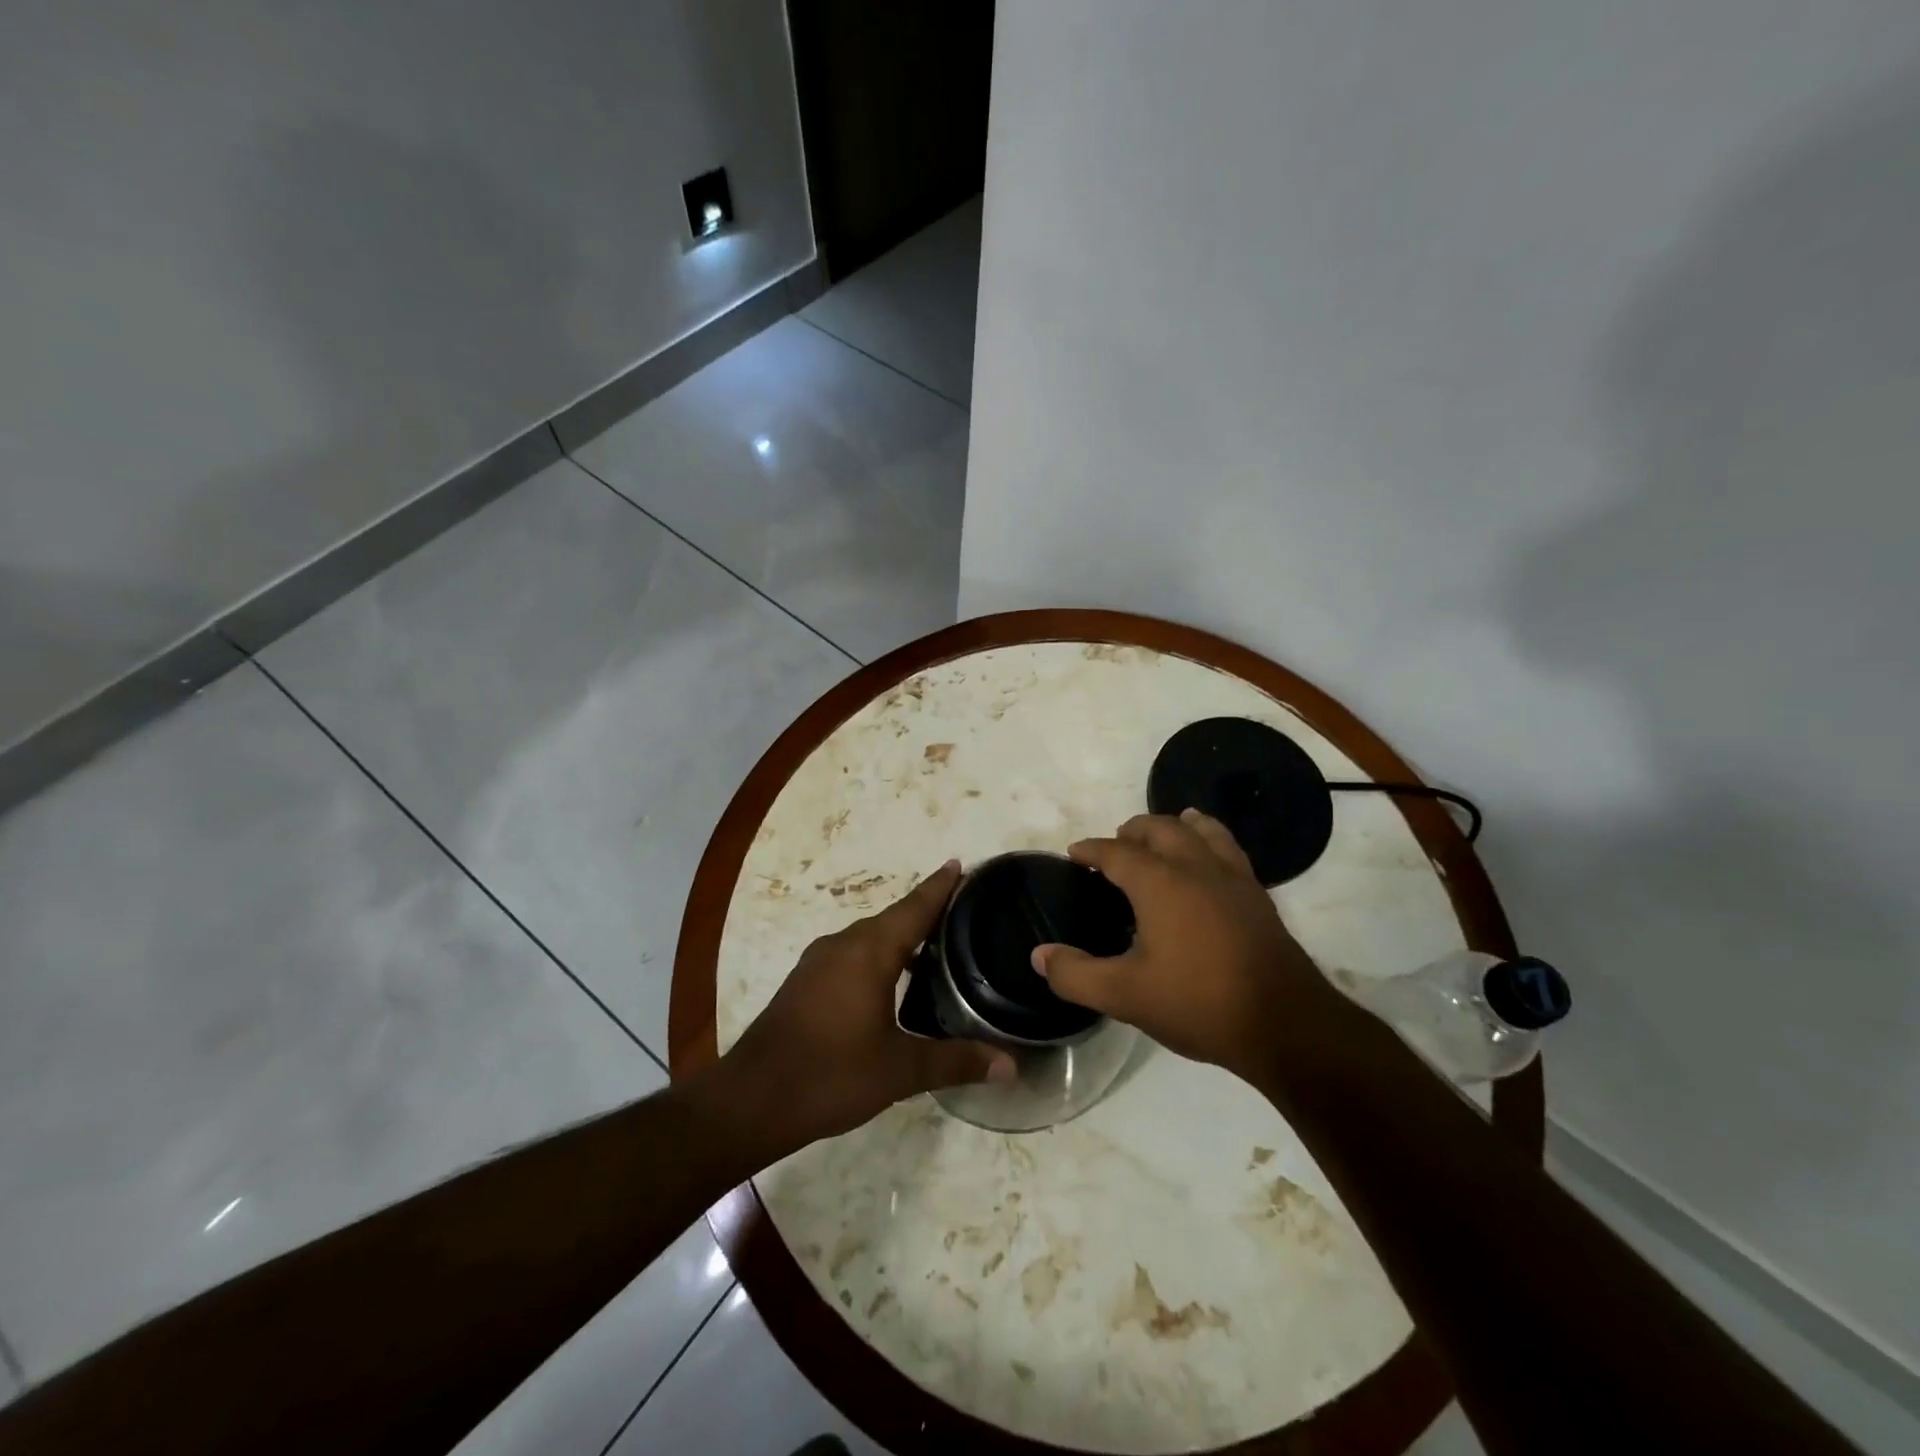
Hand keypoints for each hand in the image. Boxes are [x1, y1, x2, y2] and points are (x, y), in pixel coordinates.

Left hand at [714, 862, 1014, 1151]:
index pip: (915, 907)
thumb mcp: (900, 1071)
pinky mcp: (805, 981)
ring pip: (870, 936)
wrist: (751, 1100)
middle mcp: (844, 944)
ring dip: (901, 935)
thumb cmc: (830, 1075)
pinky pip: (852, 953)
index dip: (940, 886)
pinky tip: (892, 979)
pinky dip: (878, 954)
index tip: (961, 865)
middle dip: (926, 910)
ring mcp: (819, 961)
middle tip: (963, 912)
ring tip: (936, 946)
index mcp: (870, 951)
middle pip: (894, 917)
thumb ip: (955, 1062)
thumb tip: (1011, 1065)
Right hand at [1033, 811, 1336, 1082]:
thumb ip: (1077, 974)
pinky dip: (1210, 840)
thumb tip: (1039, 955)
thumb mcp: (1125, 995)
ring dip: (1176, 825)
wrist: (1284, 1023)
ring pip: (1202, 830)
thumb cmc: (1198, 1003)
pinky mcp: (1258, 895)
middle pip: (1161, 828)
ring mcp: (1232, 877)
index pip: (1117, 852)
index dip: (1092, 849)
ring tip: (1165, 830)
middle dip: (1133, 830)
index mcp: (1160, 882)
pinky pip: (1228, 848)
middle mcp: (1196, 867)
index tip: (1075, 853)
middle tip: (1116, 843)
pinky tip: (1209, 861)